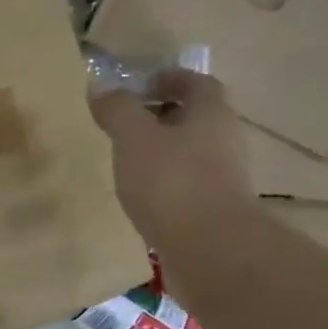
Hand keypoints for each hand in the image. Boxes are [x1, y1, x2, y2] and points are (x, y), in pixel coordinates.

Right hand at [88, 69, 255, 277]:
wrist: (210, 250)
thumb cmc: (172, 182)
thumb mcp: (134, 137)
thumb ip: (118, 110)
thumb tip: (102, 89)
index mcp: (211, 113)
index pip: (195, 82)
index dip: (168, 79)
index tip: (139, 86)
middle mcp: (225, 140)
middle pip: (195, 118)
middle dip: (162, 117)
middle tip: (125, 125)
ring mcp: (224, 179)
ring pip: (191, 154)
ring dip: (163, 153)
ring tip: (127, 163)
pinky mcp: (214, 211)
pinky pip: (187, 186)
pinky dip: (165, 185)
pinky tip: (141, 198)